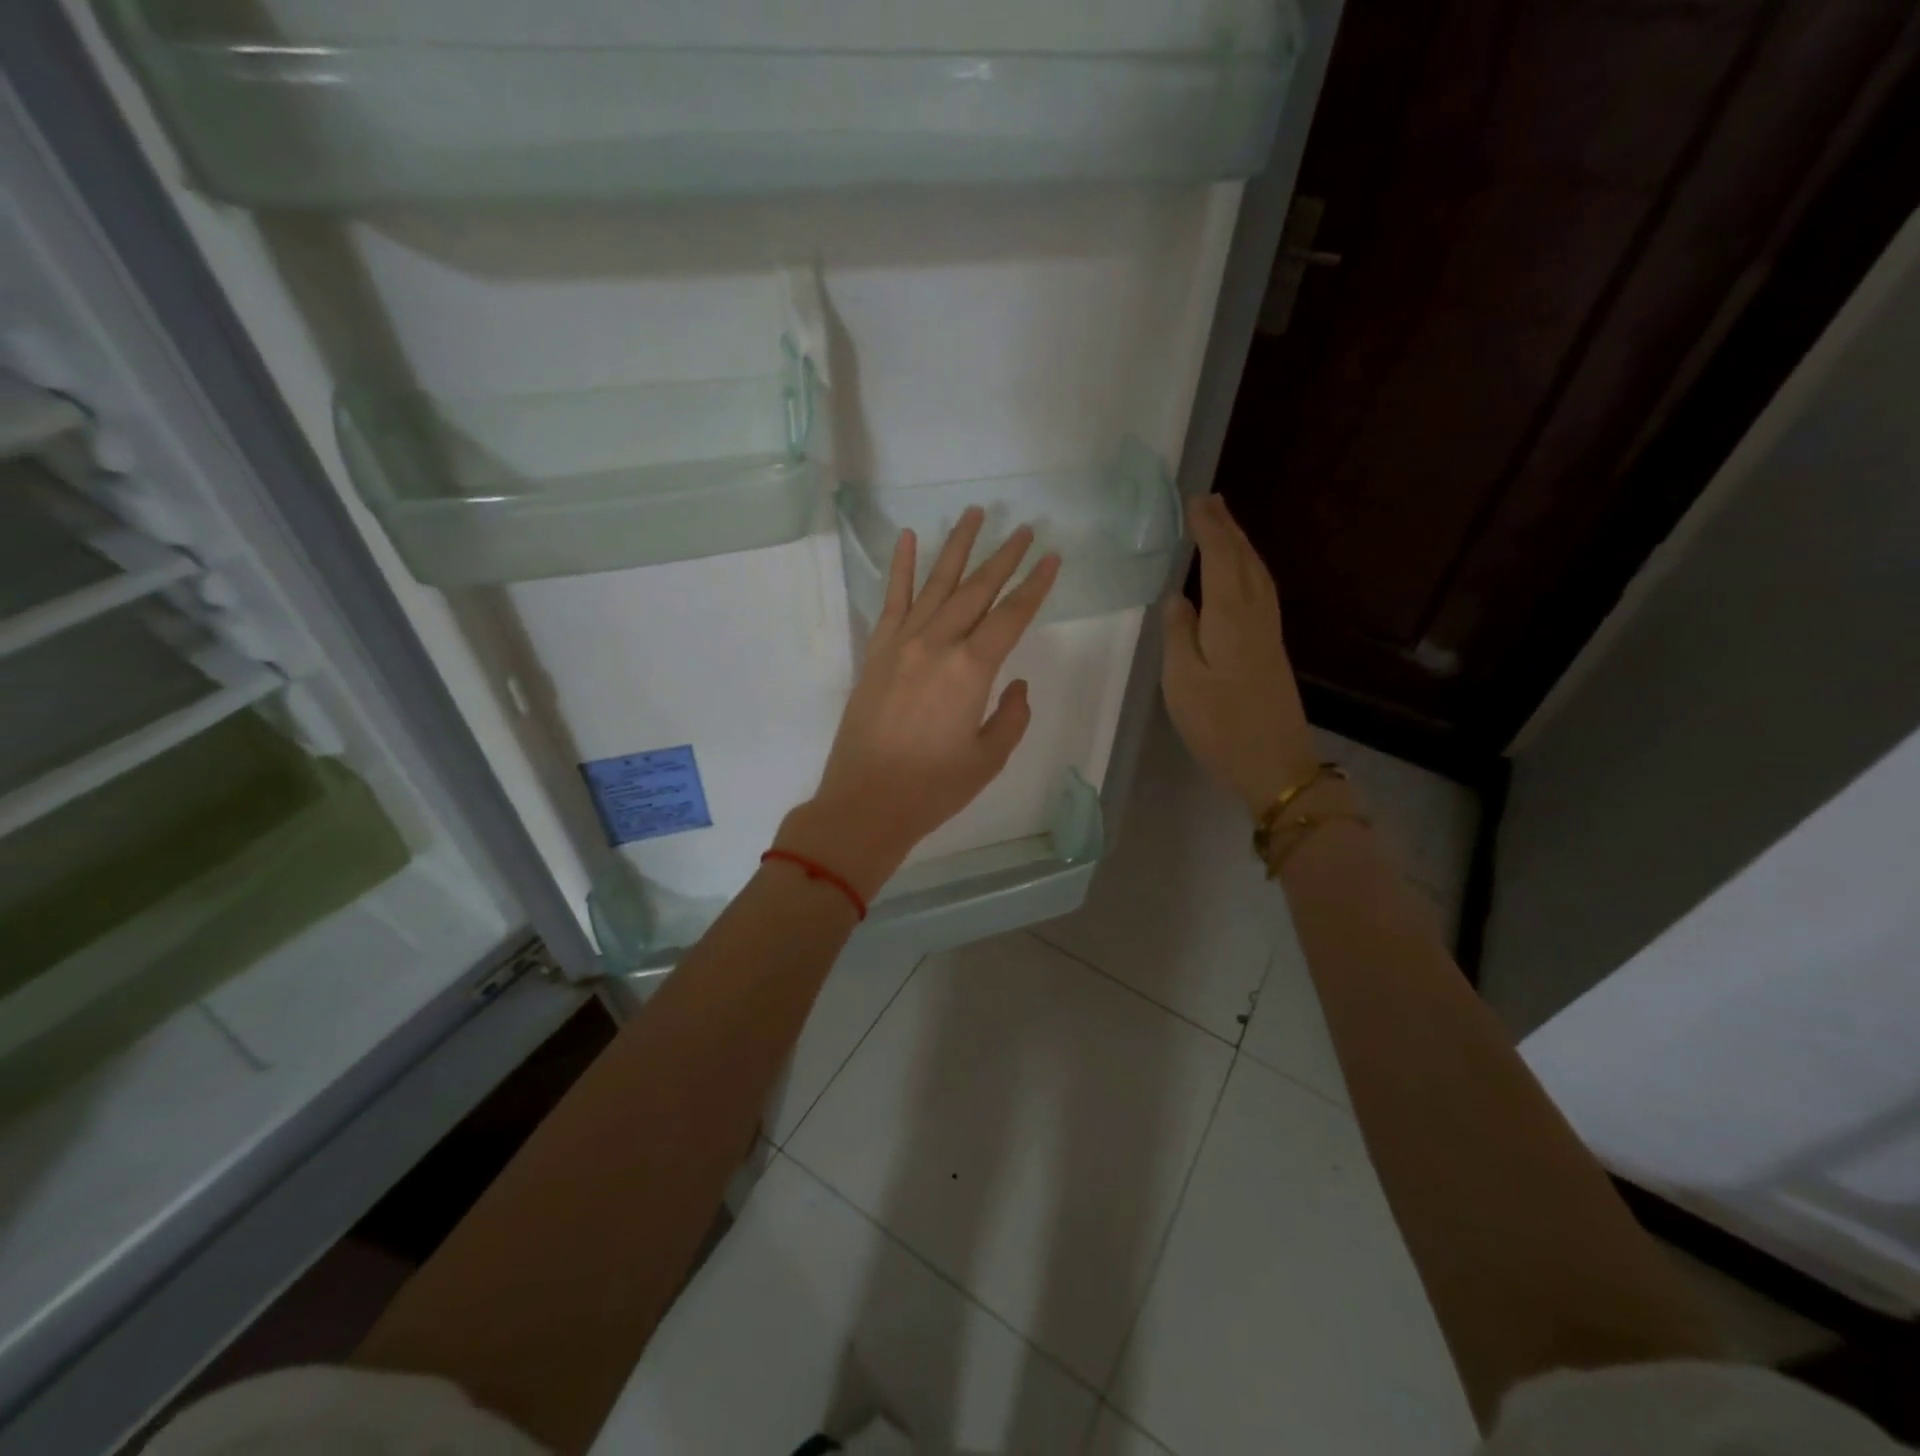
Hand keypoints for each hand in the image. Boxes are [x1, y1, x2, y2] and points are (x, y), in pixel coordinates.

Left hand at [778, 508, 1060, 898]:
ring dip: (957, 547)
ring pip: (936, 584)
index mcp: (970, 670)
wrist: (865, 803)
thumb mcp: (988, 759)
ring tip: (974, 514)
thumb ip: (1011, 717)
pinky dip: (901, 568)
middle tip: (1023, 528)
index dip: (1034, 586)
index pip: (1011, 616)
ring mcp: (902, 644)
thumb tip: (1015, 684)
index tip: (1051, 557)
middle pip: (977, 590)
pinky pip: (892, 601)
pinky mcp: (877, 652)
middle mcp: (937, 644)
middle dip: (1003, 557)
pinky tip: (909, 538)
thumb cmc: (932, 788)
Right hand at [1161, 494, 1316, 816]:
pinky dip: (1247, 568)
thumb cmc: (1219, 724)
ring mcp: (1268, 631)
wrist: (1275, 763)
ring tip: (1224, 525)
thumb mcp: (1182, 681)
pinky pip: (1260, 590)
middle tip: (1210, 500)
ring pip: (1256, 573)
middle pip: (1244, 559)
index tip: (1194, 501)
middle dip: (1227, 527)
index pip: (1219, 558)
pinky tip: (1239, 574)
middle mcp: (1255, 614)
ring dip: (1240, 545)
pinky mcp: (1271, 648)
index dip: (1208, 528)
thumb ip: (1178, 634)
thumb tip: (1178, 597)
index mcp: (1231, 616)